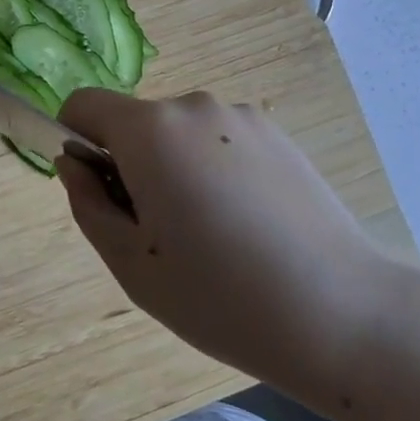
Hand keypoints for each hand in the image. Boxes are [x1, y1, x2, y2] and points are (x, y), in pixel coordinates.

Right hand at [57, 89, 409, 412]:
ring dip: (175, 167)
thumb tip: (74, 163)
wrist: (345, 316)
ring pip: (178, 134)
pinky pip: (219, 141)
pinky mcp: (278, 134)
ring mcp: (240, 116)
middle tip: (160, 232)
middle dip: (131, 163)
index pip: (84, 104)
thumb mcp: (129, 263)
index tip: (99, 191)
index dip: (75, 140)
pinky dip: (215, 169)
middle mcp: (192, 106)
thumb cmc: (220, 296)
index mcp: (149, 130)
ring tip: (212, 234)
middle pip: (135, 123)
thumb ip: (86, 202)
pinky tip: (249, 225)